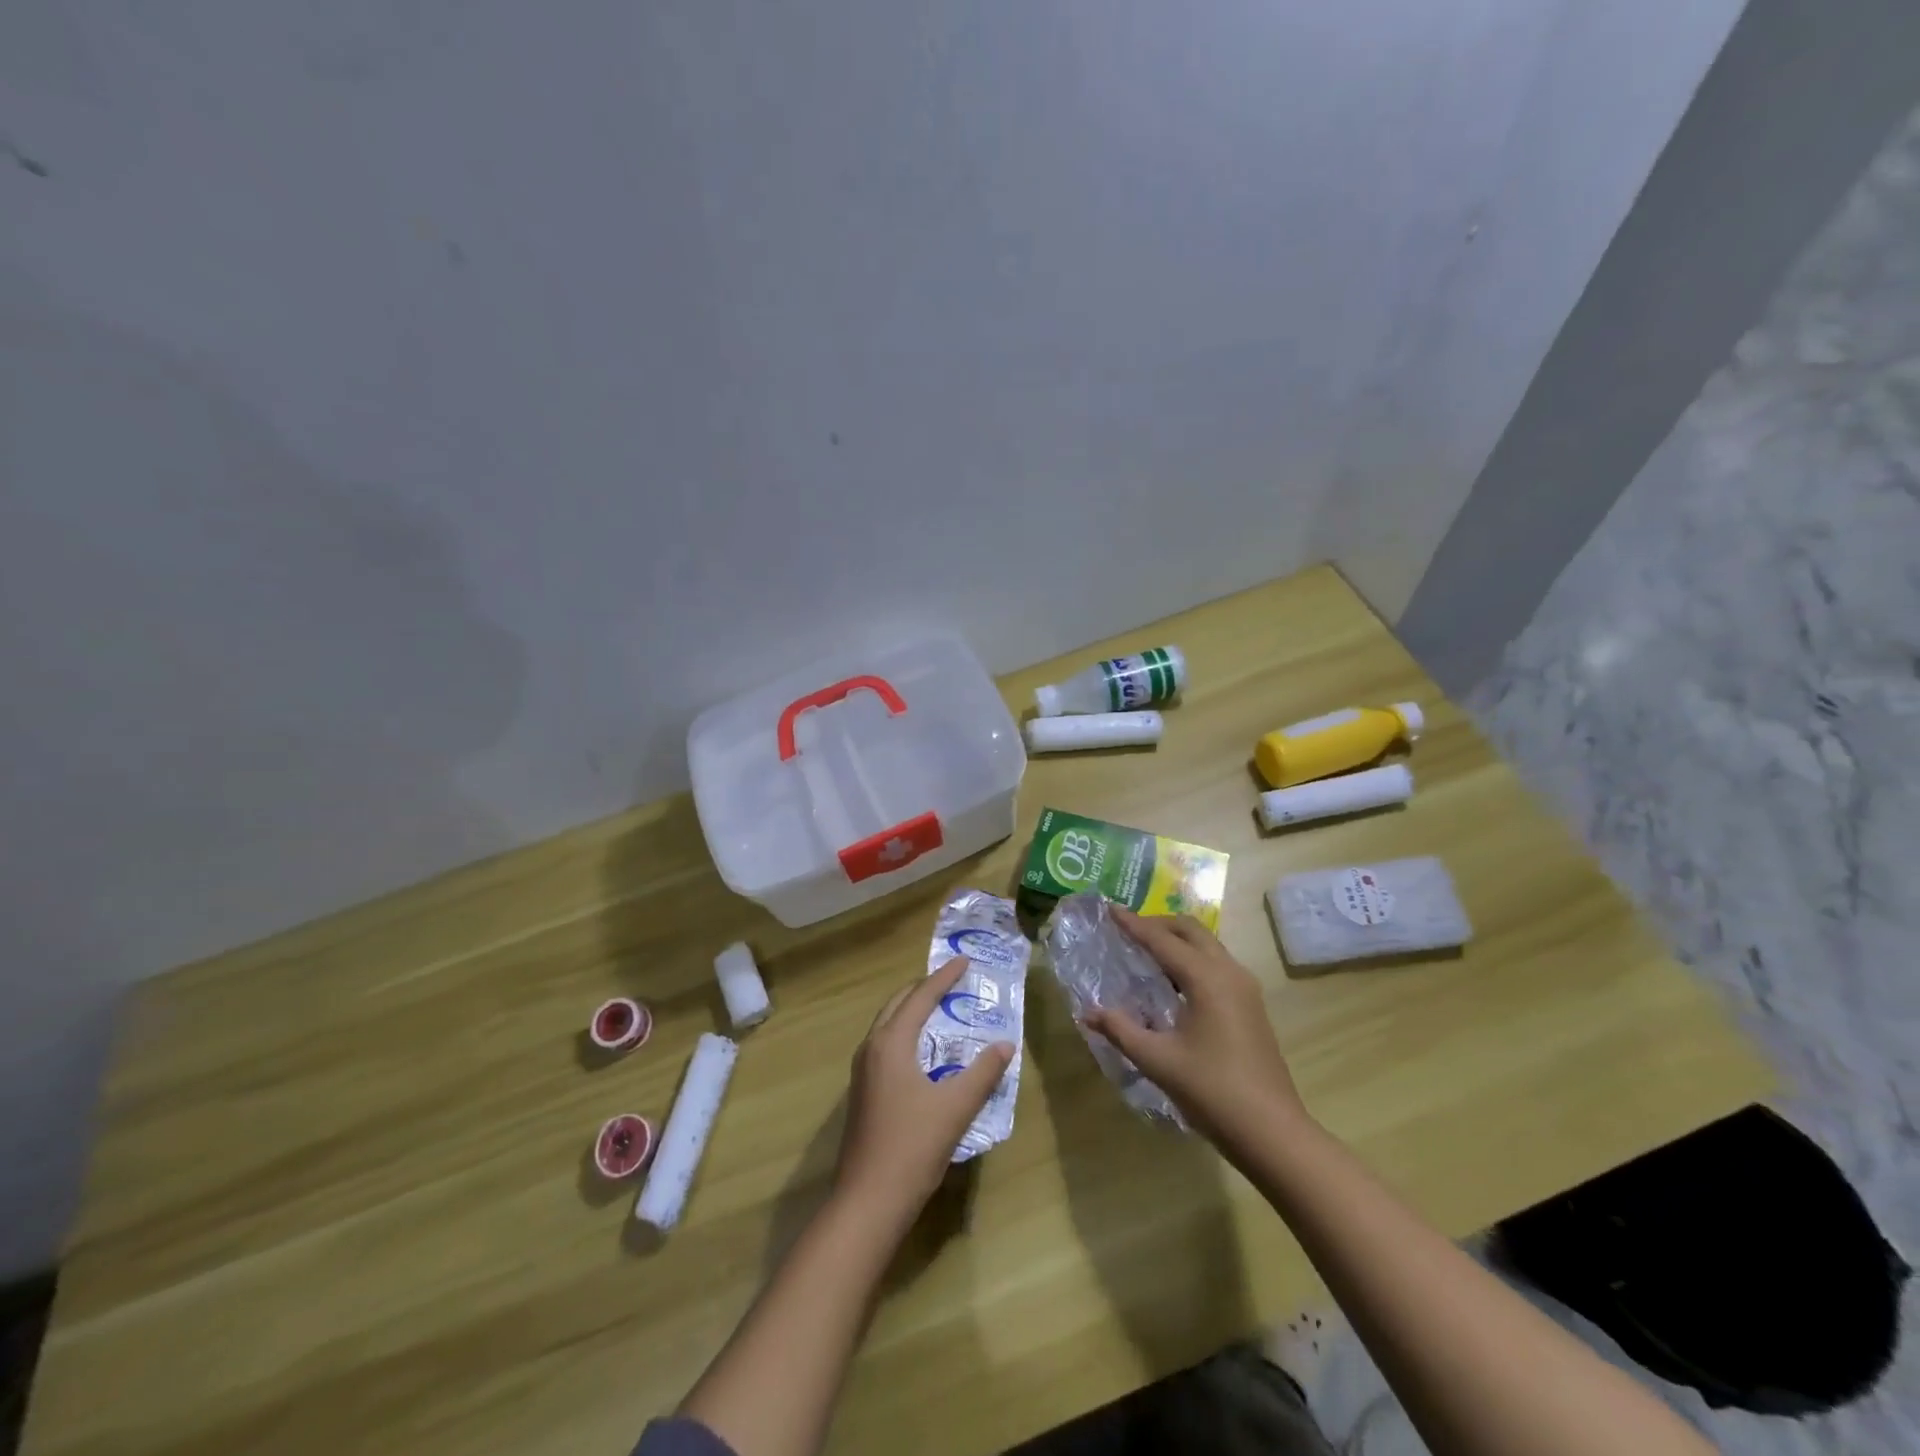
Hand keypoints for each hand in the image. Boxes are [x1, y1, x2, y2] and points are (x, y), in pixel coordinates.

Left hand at [833, 958, 1014, 1224]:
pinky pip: (885, 1045)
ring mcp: (862, 1072)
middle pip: (898, 1004)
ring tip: (940, 1009)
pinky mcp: (863, 1093)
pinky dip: (905, 1034)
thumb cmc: (912, 1147)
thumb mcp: (956, 1108)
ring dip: (912, 1011)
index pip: (920, 997)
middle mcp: (871, 1048)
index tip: (964, 961)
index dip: (944, 977)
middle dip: (924, 989)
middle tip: (952, 981)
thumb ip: (983, 1073)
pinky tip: (924, 1053)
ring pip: (888, 1025)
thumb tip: (1006, 1044)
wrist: (867, 1201)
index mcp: (891, 1043)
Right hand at [1081, 906, 1310, 1154]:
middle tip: (1127, 929)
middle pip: (1191, 930)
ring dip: (1176, 940)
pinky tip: (1172, 981)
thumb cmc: (1213, 1092)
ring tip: (1145, 951)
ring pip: (1207, 945)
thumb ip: (1121, 1030)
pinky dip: (1191, 958)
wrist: (1273, 1132)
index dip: (1133, 924)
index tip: (1109, 909)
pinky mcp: (1251, 1005)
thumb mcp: (1158, 1061)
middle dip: (1158, 924)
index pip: (1162, 940)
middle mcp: (1228, 972)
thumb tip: (1089, 1012)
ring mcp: (1245, 988)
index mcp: (1206, 978)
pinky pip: (1216, 964)